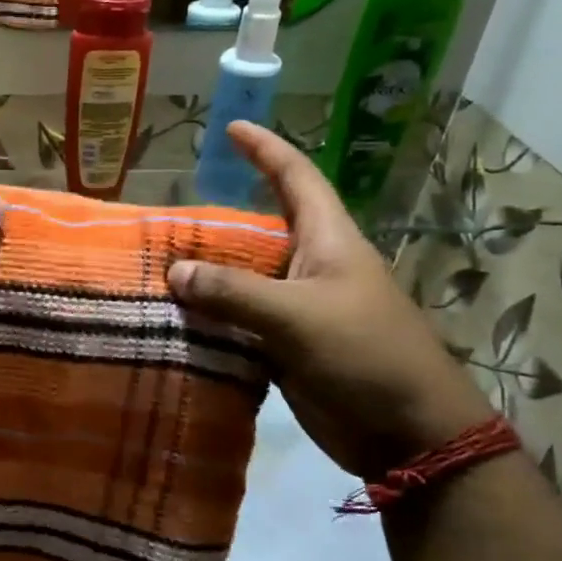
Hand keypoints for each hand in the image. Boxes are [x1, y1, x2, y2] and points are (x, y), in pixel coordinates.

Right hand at [167, 122, 491, 479]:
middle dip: (216, 222)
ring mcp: (298, 310)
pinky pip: (239, 325)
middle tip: (166, 219)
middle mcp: (312, 267)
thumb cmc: (365, 355)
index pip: (295, 178)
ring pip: (243, 282)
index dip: (265, 150)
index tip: (231, 128)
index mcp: (328, 241)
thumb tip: (175, 271)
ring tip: (155, 268)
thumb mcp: (298, 316)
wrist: (406, 432)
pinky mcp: (286, 348)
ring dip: (206, 278)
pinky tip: (174, 322)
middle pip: (258, 232)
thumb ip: (234, 292)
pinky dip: (209, 322)